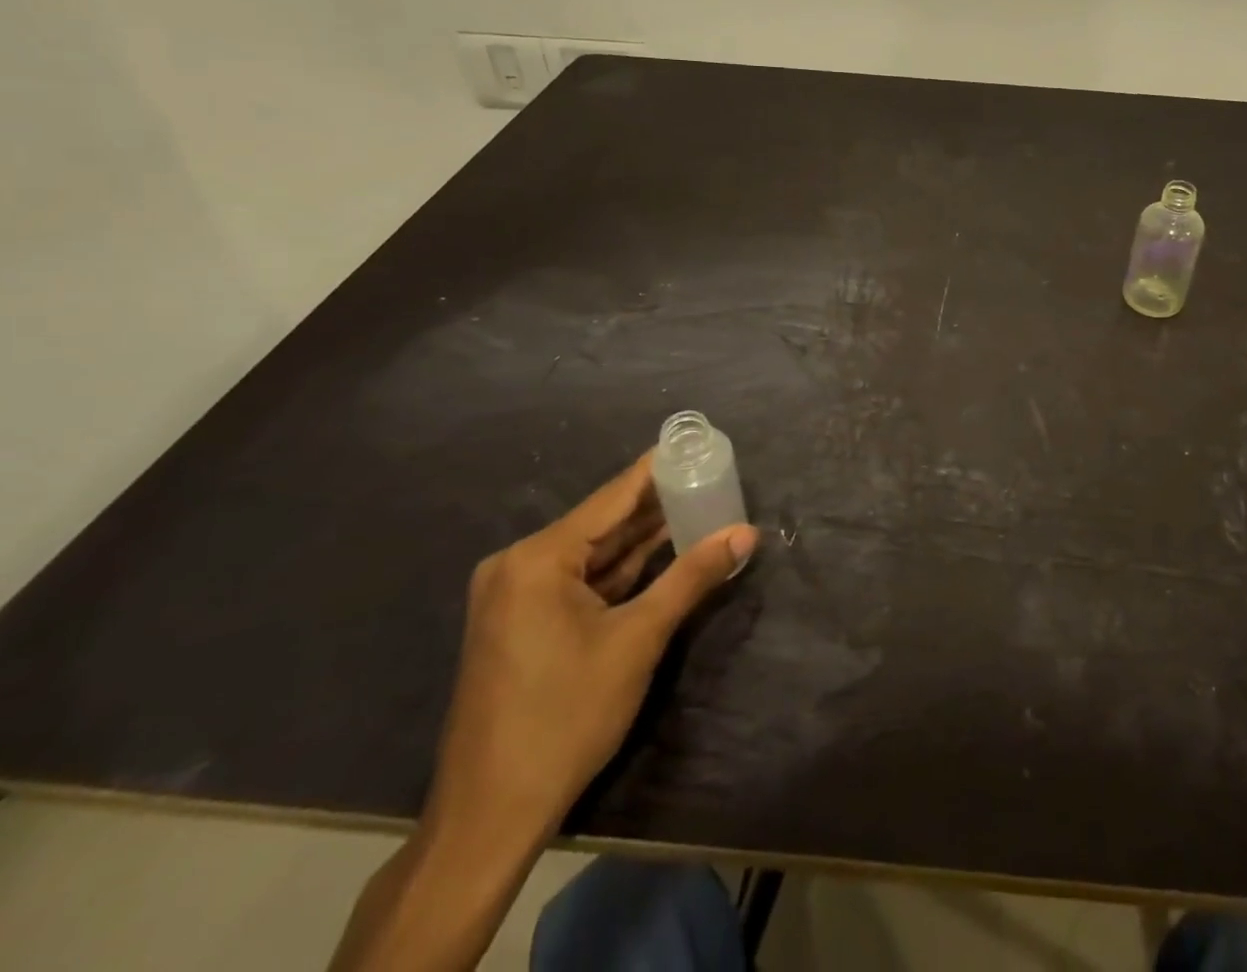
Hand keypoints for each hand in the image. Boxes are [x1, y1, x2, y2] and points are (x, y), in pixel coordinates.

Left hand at [427, 450, 758, 848]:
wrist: (490, 816)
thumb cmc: (565, 717)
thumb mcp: (638, 640)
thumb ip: (692, 577)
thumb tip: (746, 532)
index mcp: (538, 558)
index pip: (613, 497)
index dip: (658, 469)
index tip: (695, 443)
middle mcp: (518, 565)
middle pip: (602, 522)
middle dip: (657, 505)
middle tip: (708, 476)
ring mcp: (515, 596)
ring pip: (593, 553)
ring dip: (642, 539)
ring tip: (697, 506)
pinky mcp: (521, 622)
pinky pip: (579, 580)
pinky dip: (620, 570)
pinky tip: (661, 553)